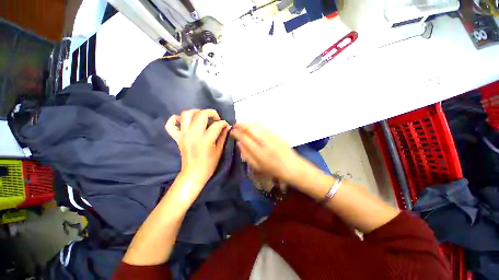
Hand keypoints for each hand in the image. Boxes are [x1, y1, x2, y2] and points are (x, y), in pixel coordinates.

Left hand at [165, 109, 229, 186]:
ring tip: (202, 116)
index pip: (216, 125)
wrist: (194, 174)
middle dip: (211, 113)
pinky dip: (174, 119)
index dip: (224, 123)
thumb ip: (223, 136)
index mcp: (205, 139)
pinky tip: (182, 120)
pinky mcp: (177, 138)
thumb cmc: (209, 164)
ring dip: (195, 112)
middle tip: (216, 119)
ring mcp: (183, 135)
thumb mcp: (219, 150)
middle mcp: (193, 134)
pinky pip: (170, 125)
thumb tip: (227, 127)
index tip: (226, 125)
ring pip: (186, 115)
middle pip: (201, 114)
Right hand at [230, 123, 306, 184]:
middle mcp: (265, 142)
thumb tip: (239, 143)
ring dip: (249, 123)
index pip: (245, 138)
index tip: (232, 131)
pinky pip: (264, 126)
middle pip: (251, 129)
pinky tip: (253, 125)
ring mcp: (272, 137)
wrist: (292, 167)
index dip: (237, 133)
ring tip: (243, 124)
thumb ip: (246, 155)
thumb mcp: (257, 166)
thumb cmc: (273, 169)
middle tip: (236, 125)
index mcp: (259, 153)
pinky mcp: (277, 134)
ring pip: (258, 126)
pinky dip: (257, 124)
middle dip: (242, 125)